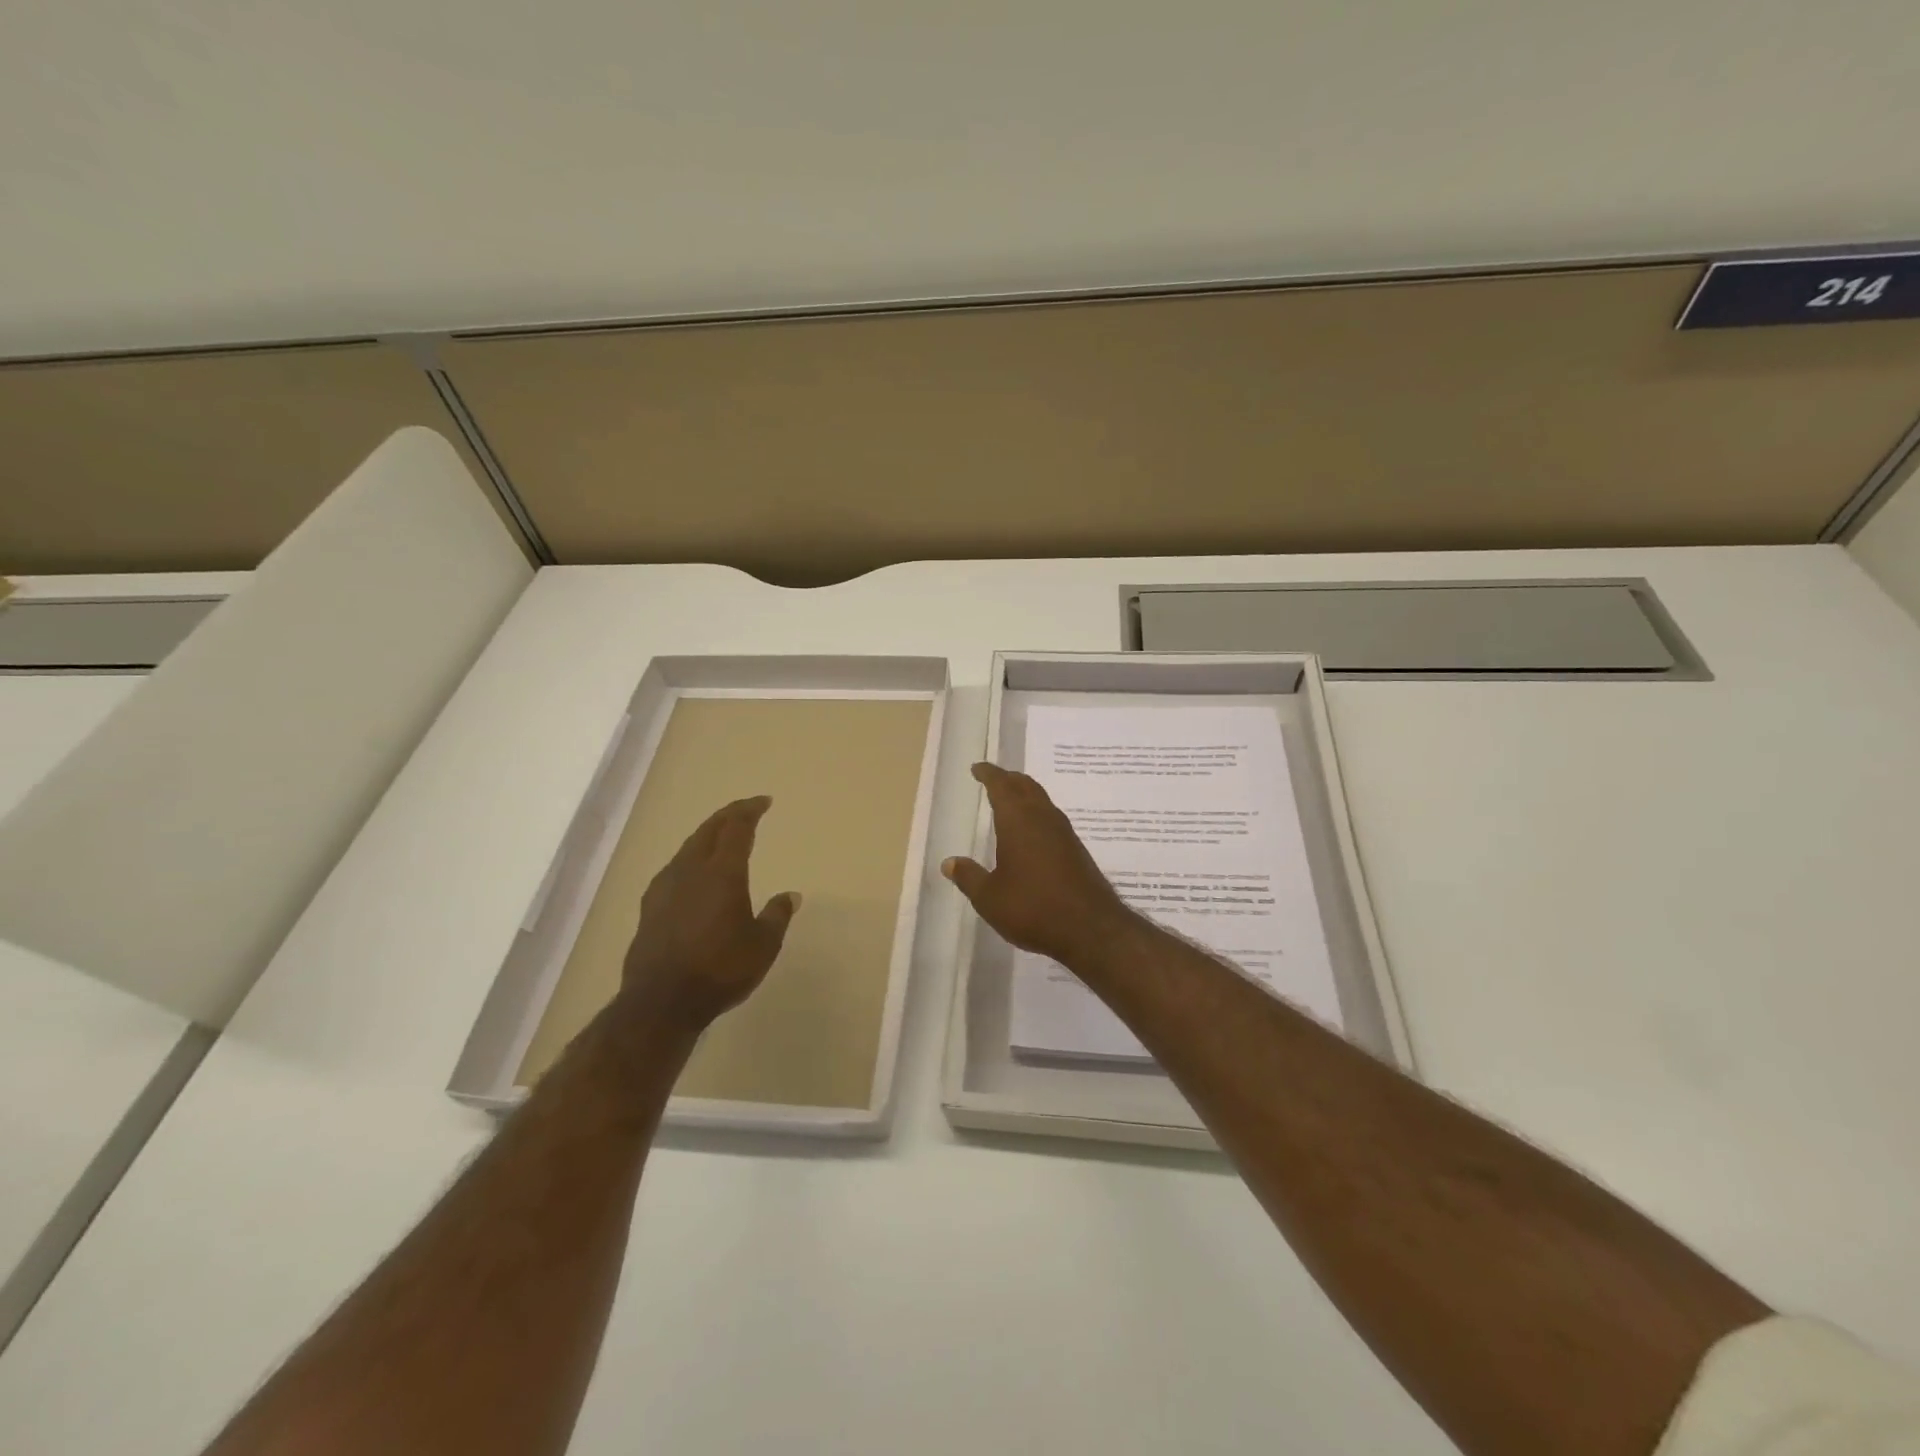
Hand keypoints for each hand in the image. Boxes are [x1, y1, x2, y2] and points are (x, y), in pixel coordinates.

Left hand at [620, 796, 799, 1031]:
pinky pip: (674, 868)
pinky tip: (692, 873)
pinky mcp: (649, 907)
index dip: (750, 811)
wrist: (660, 1002)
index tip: (763, 802)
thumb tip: (790, 895)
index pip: (737, 828)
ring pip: (688, 848)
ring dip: (707, 836)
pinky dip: (690, 859)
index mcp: (723, 873)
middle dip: (728, 816)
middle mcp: (691, 870)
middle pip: (709, 830)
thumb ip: (776, 915)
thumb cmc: (720, 969)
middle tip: (744, 811)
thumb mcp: (763, 945)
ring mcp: (665, 887)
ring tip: (720, 837)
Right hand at [942, 762, 1135, 967]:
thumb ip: (969, 877)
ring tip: (1012, 800)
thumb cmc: (1033, 908)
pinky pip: (1052, 818)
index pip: (1001, 786)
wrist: (1090, 928)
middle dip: (1009, 779)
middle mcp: (1043, 818)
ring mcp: (1064, 833)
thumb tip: (949, 862)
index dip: (989, 774)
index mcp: (1018, 821)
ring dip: (1026, 794)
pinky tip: (1033, 831)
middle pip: (1026, 786)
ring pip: (1042, 800)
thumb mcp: (990, 898)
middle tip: (994, 779)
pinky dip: (1038, 813)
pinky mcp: (1076, 850)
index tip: (978, 768)